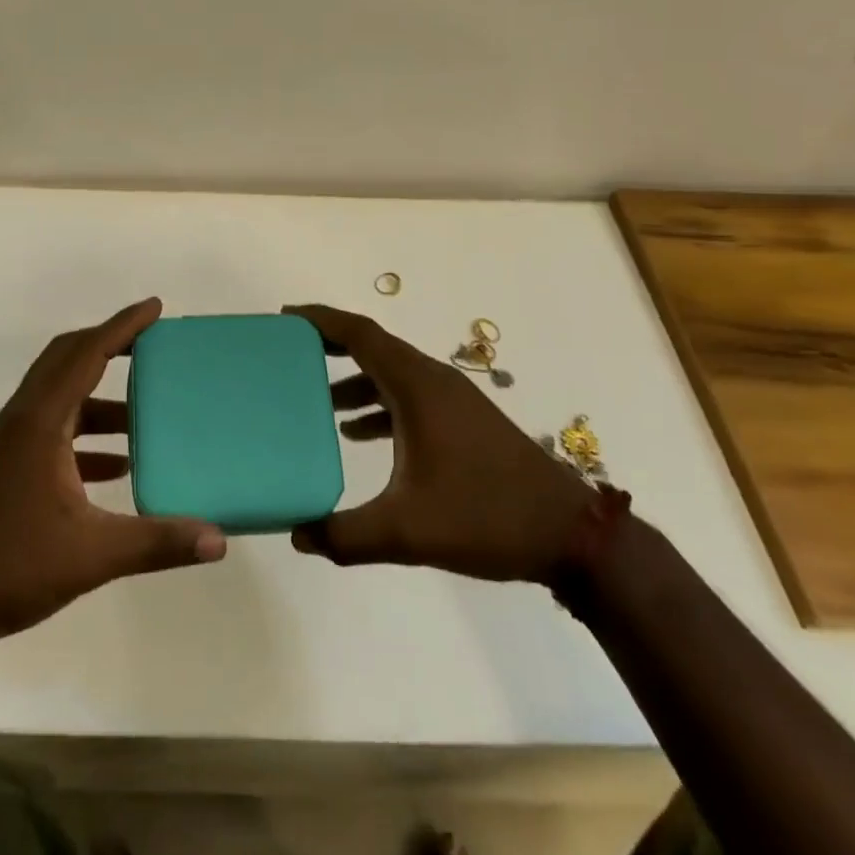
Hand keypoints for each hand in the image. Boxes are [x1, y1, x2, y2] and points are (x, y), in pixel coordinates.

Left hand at [0, 298, 225, 657]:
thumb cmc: (7, 566)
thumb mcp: (91, 556)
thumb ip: (157, 543)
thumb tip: (219, 540)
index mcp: (41, 421)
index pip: (86, 354)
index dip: (122, 326)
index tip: (154, 308)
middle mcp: (24, 420)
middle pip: (67, 360)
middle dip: (109, 345)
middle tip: (151, 345)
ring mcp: (12, 445)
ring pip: (61, 398)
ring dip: (100, 397)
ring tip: (145, 412)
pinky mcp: (8, 469)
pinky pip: (54, 432)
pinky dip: (86, 435)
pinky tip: (116, 466)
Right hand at [284, 303, 594, 582]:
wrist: (569, 534)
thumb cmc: (485, 516)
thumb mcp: (407, 531)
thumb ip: (346, 535)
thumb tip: (296, 535)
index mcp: (417, 386)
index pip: (360, 334)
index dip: (320, 321)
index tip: (285, 319)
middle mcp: (432, 380)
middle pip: (372, 346)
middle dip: (329, 347)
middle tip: (289, 355)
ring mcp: (451, 400)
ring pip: (391, 373)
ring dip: (353, 380)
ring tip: (316, 401)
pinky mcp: (463, 421)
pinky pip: (408, 396)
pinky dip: (378, 404)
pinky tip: (358, 435)